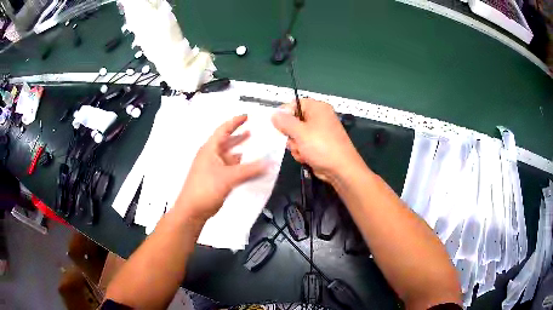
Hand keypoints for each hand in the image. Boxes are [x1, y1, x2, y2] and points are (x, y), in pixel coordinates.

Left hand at [177, 115, 265, 222]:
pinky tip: (249, 168)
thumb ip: (250, 170)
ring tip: (254, 148)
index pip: (223, 130)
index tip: (246, 116)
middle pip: (226, 141)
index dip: (235, 122)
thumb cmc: (205, 189)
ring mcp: (213, 168)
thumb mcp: (229, 177)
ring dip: (241, 152)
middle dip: (239, 136)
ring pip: (229, 156)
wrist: (193, 210)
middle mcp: (211, 156)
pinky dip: (240, 166)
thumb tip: (268, 163)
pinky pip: (230, 168)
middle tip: (253, 131)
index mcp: (210, 149)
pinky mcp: (216, 179)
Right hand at [271, 99, 364, 181]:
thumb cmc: (321, 146)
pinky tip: (307, 158)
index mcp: (317, 108)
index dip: (285, 114)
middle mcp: (318, 117)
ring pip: (296, 136)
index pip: (294, 104)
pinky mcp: (318, 145)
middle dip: (291, 135)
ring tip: (303, 152)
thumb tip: (274, 114)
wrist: (341, 169)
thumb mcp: (300, 132)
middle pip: (293, 121)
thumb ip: (285, 122)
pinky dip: (302, 152)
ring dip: (296, 146)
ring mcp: (319, 132)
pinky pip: (302, 145)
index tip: (279, 126)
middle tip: (296, 141)